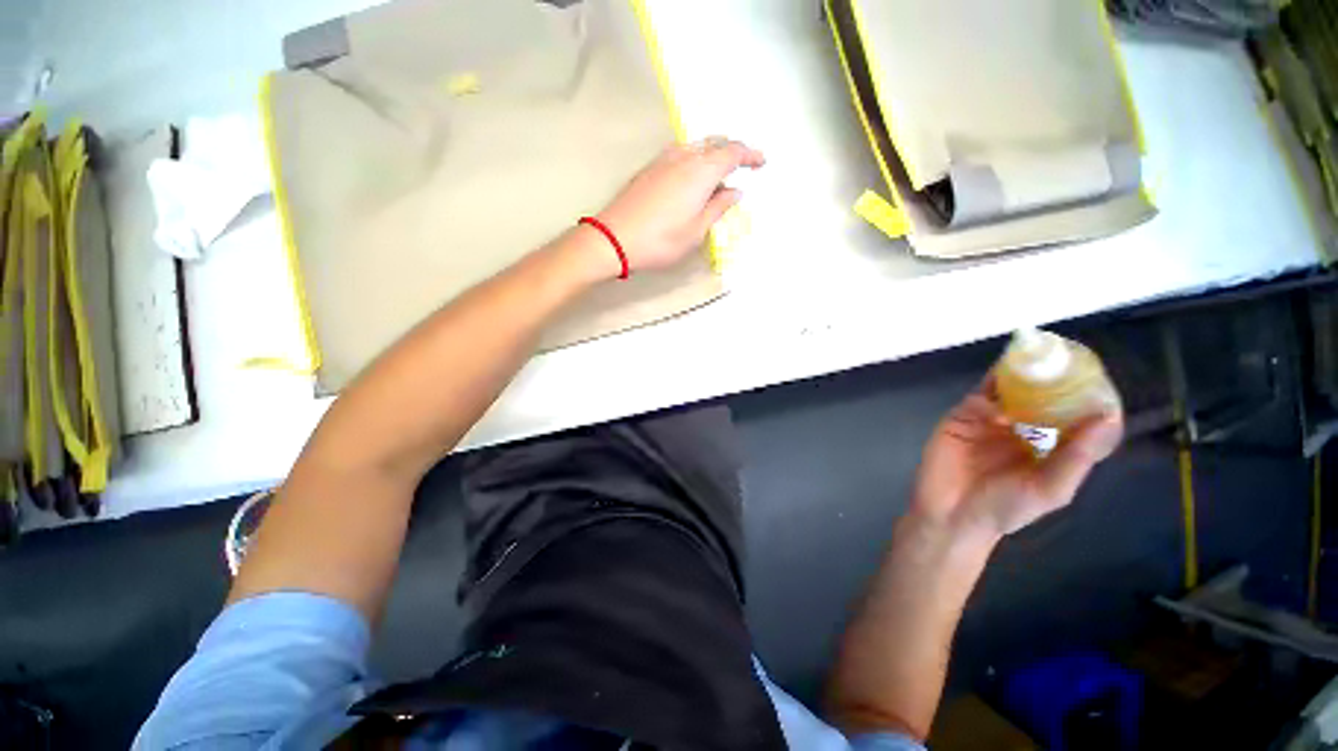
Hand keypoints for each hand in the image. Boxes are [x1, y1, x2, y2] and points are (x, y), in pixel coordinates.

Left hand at [596, 137, 765, 271]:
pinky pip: (681, 154)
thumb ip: (718, 207)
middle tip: (743, 167)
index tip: (761, 162)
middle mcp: (683, 157)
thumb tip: (735, 191)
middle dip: (732, 151)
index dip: (750, 155)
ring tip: (719, 175)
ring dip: (712, 154)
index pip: (732, 152)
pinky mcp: (650, 169)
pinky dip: (695, 160)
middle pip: (714, 143)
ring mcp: (663, 160)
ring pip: (696, 147)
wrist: (614, 238)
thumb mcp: (696, 230)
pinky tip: (693, 178)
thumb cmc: (661, 240)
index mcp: (700, 171)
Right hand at [911, 375, 1122, 543]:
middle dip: (1052, 377)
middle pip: (1041, 396)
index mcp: (1050, 446)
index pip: (1072, 415)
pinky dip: (989, 390)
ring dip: (1020, 375)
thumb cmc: (1005, 508)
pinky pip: (979, 397)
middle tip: (1064, 357)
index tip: (1097, 378)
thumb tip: (1107, 417)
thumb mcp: (1050, 489)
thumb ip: (1076, 457)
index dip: (1084, 397)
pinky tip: (1001, 394)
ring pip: (1008, 390)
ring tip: (1035, 356)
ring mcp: (990, 420)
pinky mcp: (961, 416)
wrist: (951, 514)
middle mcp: (1022, 428)